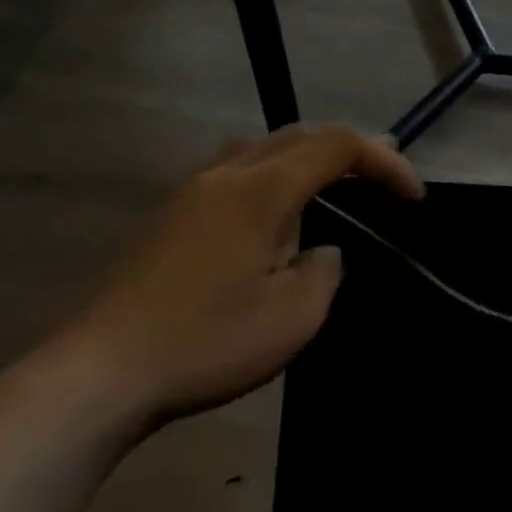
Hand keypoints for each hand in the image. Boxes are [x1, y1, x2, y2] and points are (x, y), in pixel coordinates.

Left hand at [49, 125, 421, 430]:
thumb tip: (321, 250)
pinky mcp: (168, 218)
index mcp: (261, 191)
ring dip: (307, 162)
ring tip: (335, 192)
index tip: (413, 198)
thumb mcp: (296, 315)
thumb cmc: (207, 342)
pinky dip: (273, 180)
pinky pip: (234, 175)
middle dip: (351, 153)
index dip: (385, 161)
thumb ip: (325, 269)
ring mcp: (189, 194)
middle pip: (298, 136)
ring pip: (261, 150)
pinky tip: (277, 221)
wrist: (98, 376)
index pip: (337, 146)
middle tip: (385, 183)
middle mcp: (224, 176)